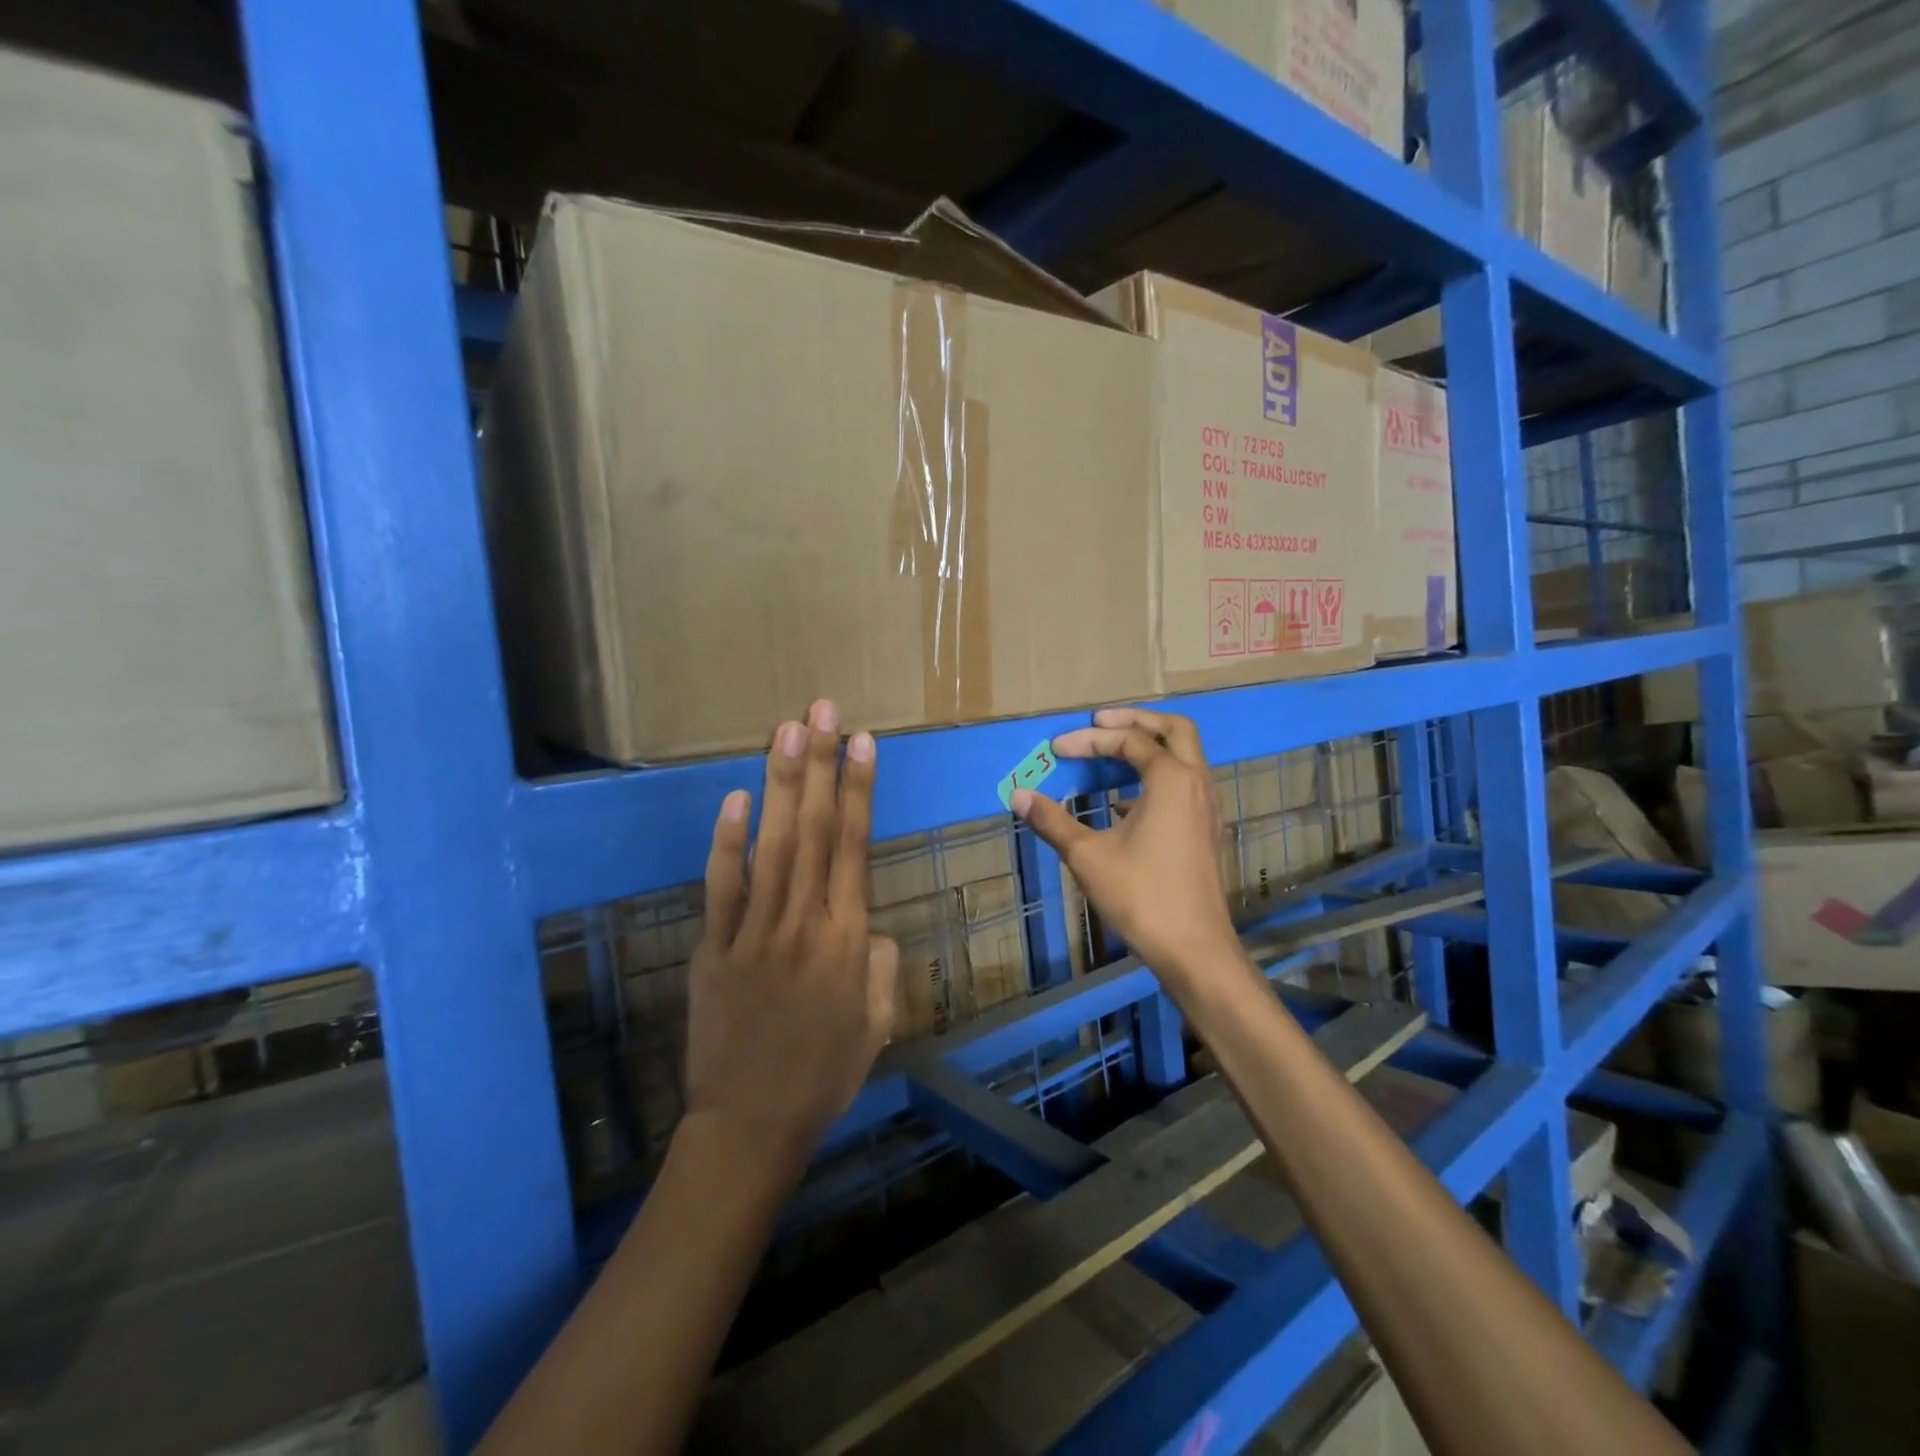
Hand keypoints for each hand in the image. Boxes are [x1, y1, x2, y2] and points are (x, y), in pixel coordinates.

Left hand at [684, 699, 899, 1182]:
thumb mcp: (877, 1022)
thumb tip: (867, 922)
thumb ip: (881, 963)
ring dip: (781, 785)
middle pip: (816, 831)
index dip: (860, 790)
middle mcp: (805, 923)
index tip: (864, 742)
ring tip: (788, 732)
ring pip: (772, 846)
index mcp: (850, 940)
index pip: (857, 847)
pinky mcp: (713, 948)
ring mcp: (755, 932)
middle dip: (822, 765)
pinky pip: (722, 887)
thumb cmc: (824, 1075)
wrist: (751, 1127)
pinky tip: (736, 798)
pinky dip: (728, 842)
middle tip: (823, 711)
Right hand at [1011, 707, 1241, 994]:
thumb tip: (1018, 795)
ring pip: (1185, 757)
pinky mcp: (1207, 830)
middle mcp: (1197, 783)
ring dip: (1149, 747)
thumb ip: (1052, 821)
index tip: (1057, 750)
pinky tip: (1125, 802)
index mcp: (1172, 780)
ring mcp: (1208, 807)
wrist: (1194, 948)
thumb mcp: (1087, 856)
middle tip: (1099, 721)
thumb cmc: (1141, 896)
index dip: (1090, 740)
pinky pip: (1185, 784)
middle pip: (1174, 729)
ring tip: (1111, 754)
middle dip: (1135, 720)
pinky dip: (1157, 776)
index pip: (1129, 741)